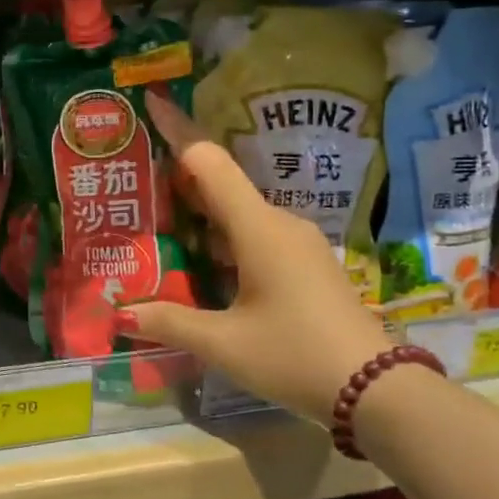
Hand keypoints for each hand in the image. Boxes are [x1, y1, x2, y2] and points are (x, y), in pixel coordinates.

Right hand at [119, 94, 393, 425]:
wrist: (379, 392)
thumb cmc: (294, 356)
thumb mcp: (222, 344)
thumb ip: (168, 322)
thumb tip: (119, 314)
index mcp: (257, 228)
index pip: (208, 162)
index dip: (177, 132)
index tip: (151, 106)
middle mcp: (278, 224)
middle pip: (220, 184)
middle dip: (177, 179)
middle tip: (134, 185)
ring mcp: (296, 243)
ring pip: (237, 212)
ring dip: (199, 213)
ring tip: (156, 225)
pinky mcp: (305, 264)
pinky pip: (254, 234)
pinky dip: (221, 237)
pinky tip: (199, 263)